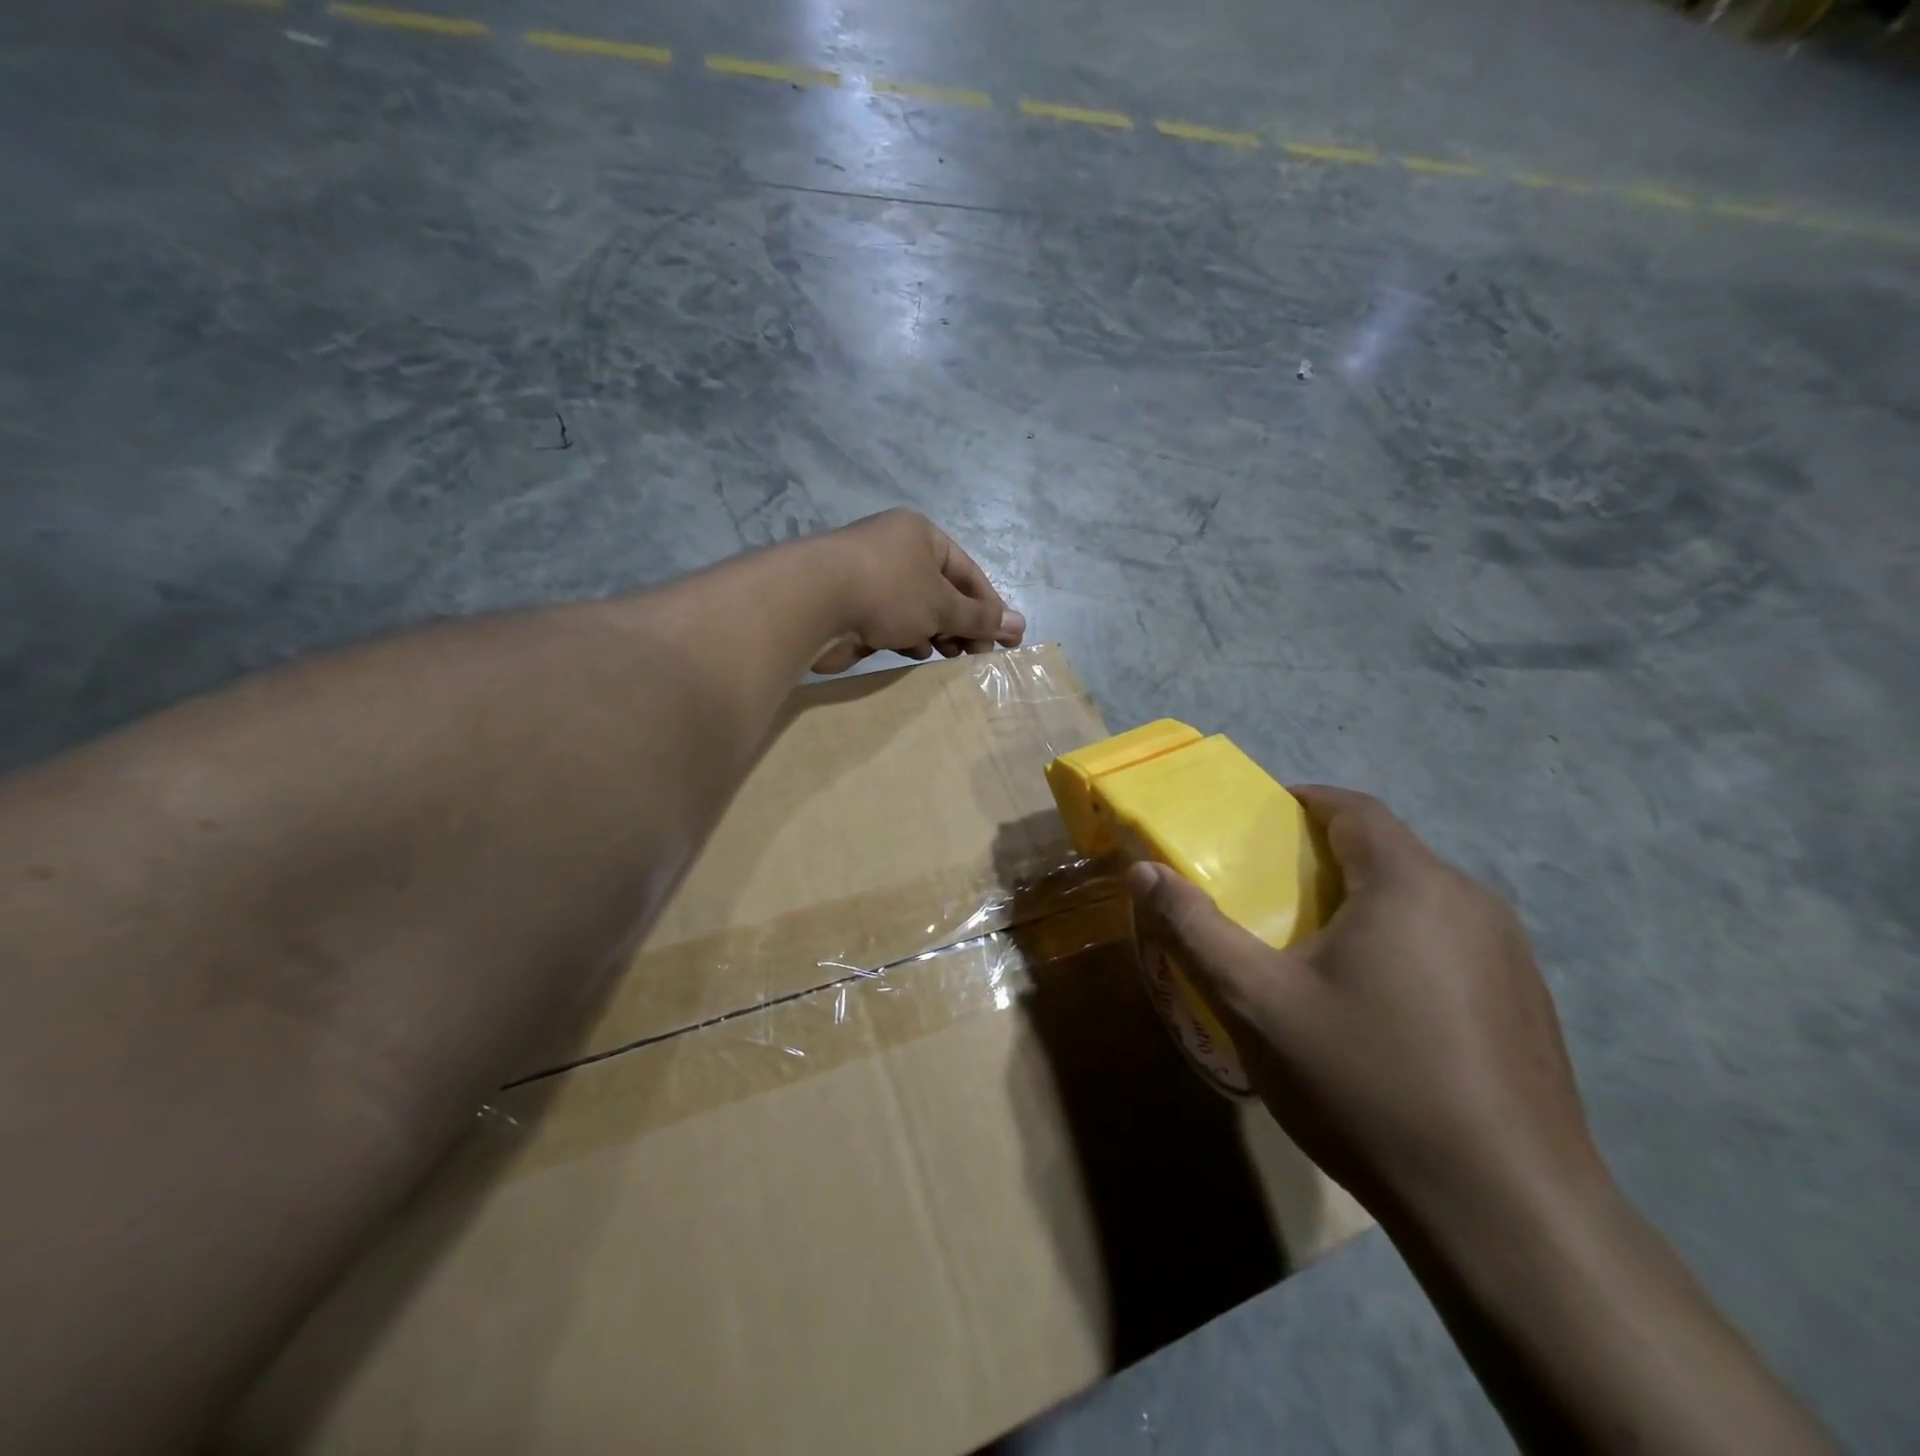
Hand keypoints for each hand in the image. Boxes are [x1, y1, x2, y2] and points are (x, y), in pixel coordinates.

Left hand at [809, 510, 1026, 672]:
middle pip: (941, 590)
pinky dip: (906, 637)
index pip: (967, 571)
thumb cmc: (888, 591)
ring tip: (951, 656)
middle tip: (978, 653)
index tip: (1005, 638)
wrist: (810, 602)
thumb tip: (1021, 625)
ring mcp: (869, 577)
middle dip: (962, 622)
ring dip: (936, 632)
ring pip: (915, 608)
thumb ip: (980, 617)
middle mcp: (894, 550)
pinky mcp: (849, 605)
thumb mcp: (942, 605)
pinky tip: (915, 654)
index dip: (989, 605)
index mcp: (920, 535)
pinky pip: (889, 622)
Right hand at [1127, 786, 1605, 1232]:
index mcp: (1410, 883)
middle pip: (1387, 853)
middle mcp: (1472, 903)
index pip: (1353, 808)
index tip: (1259, 824)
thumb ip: (1194, 928)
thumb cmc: (1366, 1083)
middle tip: (1272, 897)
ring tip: (1317, 954)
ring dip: (1365, 905)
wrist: (1506, 1215)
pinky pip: (1451, 946)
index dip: (1302, 802)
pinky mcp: (1528, 1006)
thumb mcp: (1257, 1002)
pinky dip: (1403, 946)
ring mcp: (1511, 957)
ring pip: (1420, 902)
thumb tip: (1143, 871)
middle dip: (1325, 860)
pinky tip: (1380, 1012)